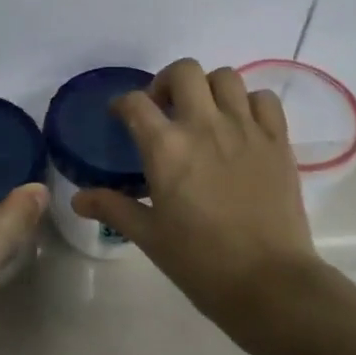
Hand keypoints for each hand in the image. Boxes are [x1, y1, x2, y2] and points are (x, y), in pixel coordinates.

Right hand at [72, 59, 325, 343]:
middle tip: (164, 110)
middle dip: (166, 83)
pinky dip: (249, 103)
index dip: (122, 104)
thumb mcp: (149, 236)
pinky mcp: (277, 140)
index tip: (120, 117)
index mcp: (166, 148)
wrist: (268, 282)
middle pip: (183, 71)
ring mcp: (245, 129)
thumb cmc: (200, 261)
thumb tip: (78, 198)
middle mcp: (204, 126)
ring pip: (225, 77)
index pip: (135, 103)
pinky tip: (242, 126)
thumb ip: (113, 207)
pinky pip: (264, 99)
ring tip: (204, 115)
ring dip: (208, 88)